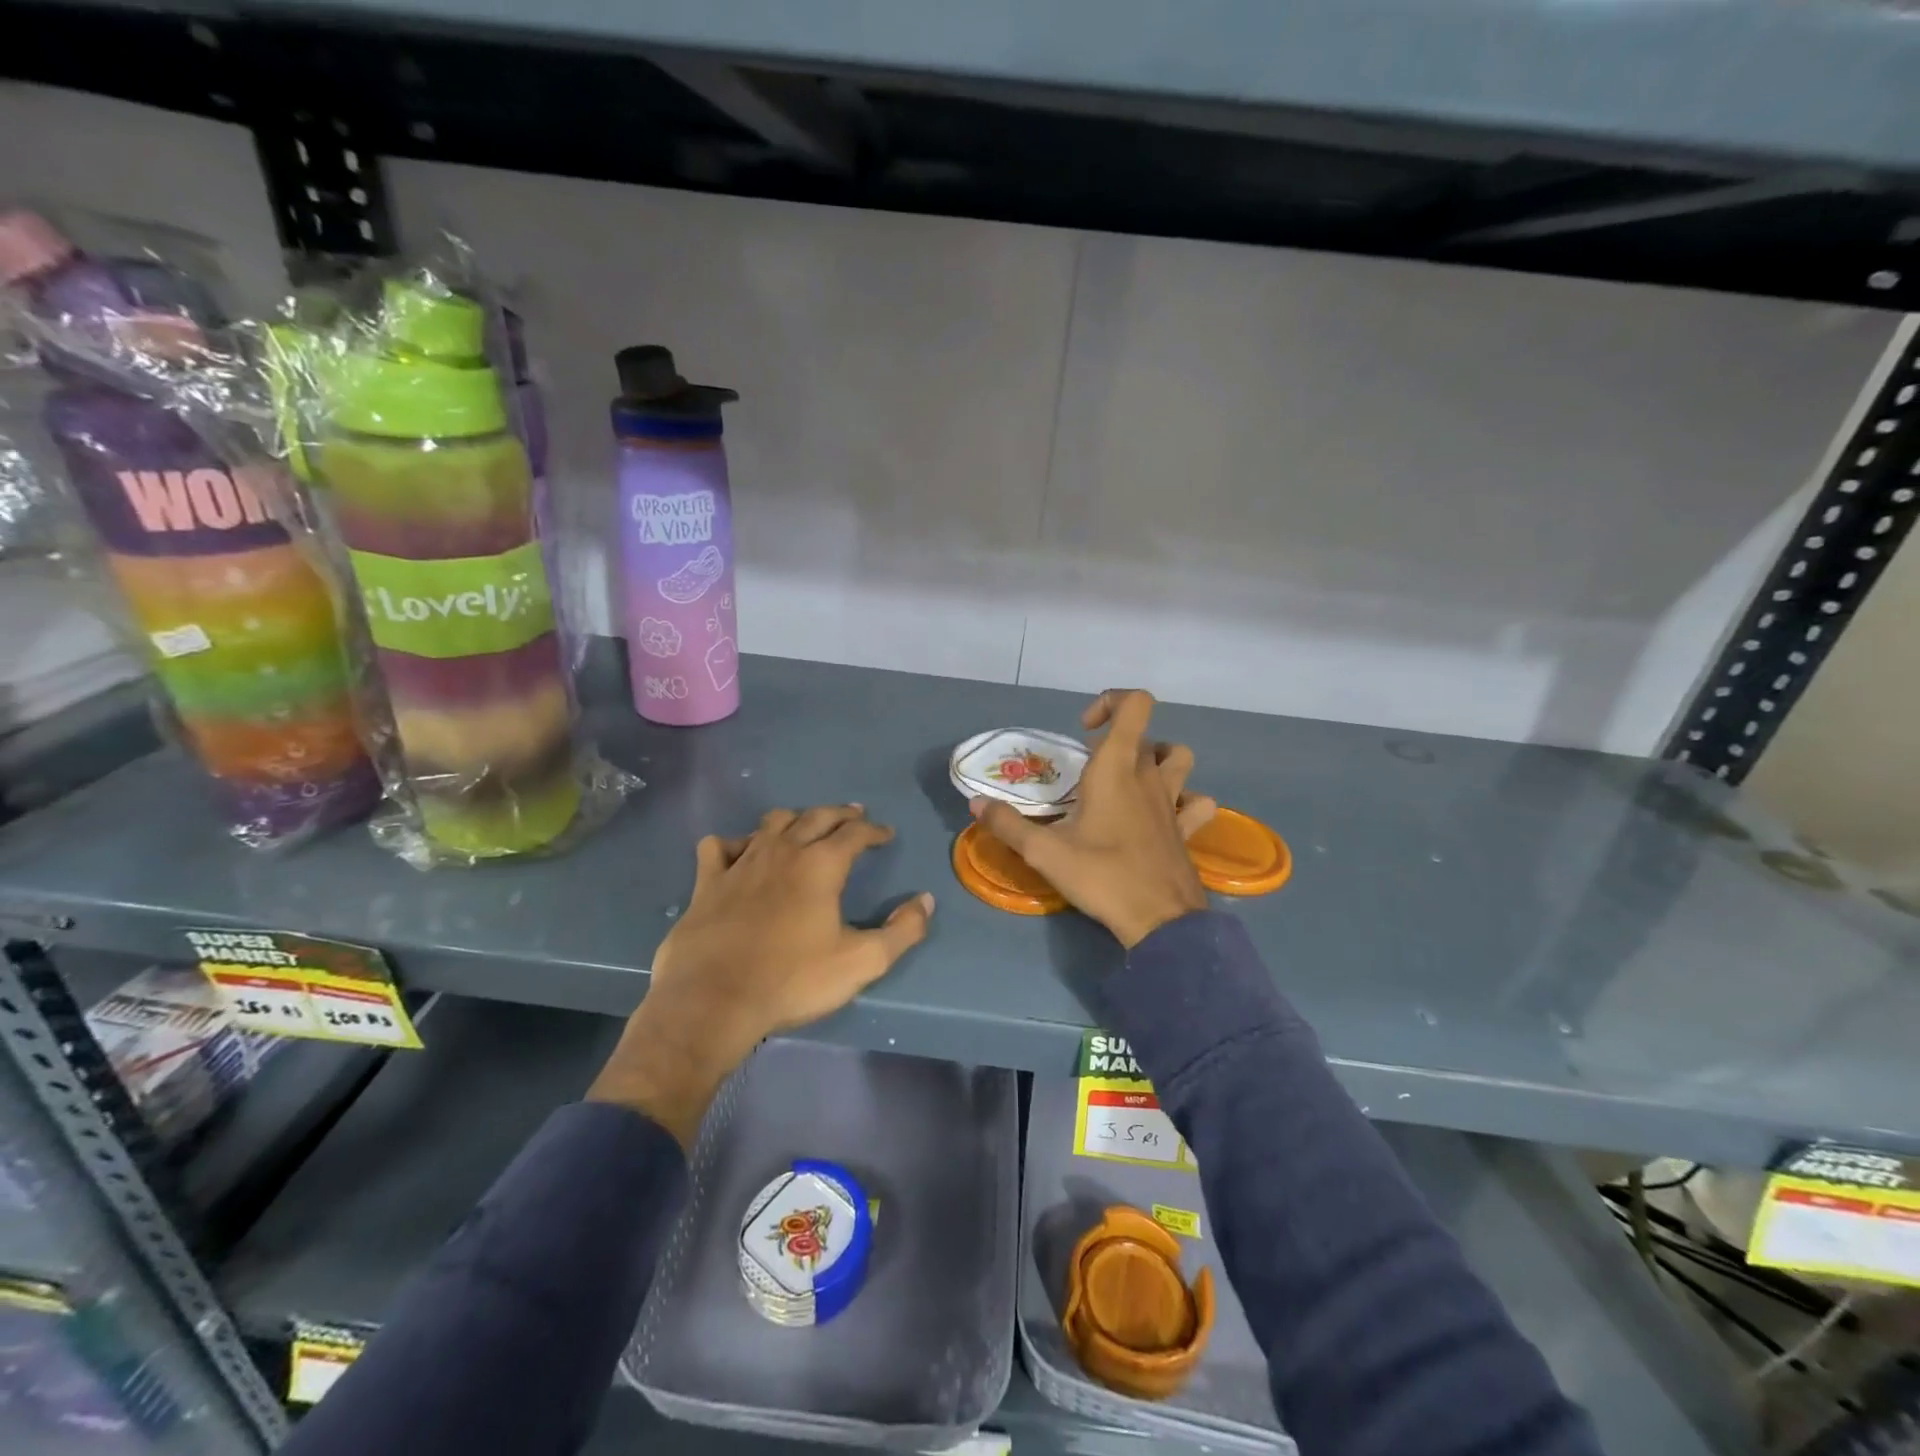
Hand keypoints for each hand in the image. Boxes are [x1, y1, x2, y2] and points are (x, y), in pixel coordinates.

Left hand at [588, 806, 933, 1144]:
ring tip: (805, 825)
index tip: (886, 834)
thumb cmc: (792, 980)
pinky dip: (735, 843)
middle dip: (840, 814)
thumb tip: (925, 900)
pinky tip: (741, 852)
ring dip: (795, 818)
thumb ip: (902, 931)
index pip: (855, 834)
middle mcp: (783, 851)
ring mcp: (741, 862)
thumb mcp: (861, 962)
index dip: (874, 831)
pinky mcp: (708, 881)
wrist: (713, 1001)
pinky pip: (720, 846)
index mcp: (821, 865)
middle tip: (854, 815)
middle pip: (816, 817)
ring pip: (772, 823)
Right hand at [971, 690, 1215, 948]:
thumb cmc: (1101, 876)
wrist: (1159, 920)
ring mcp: (1174, 801)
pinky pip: (1197, 801)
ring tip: (1129, 780)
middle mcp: (1149, 776)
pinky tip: (1165, 813)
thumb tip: (976, 804)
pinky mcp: (1187, 828)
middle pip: (1145, 735)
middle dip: (1116, 742)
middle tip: (1089, 773)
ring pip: (1178, 758)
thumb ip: (1007, 824)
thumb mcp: (1043, 852)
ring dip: (1157, 758)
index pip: (1134, 704)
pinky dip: (1185, 798)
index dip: (1110, 702)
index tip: (1084, 732)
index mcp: (1117, 768)